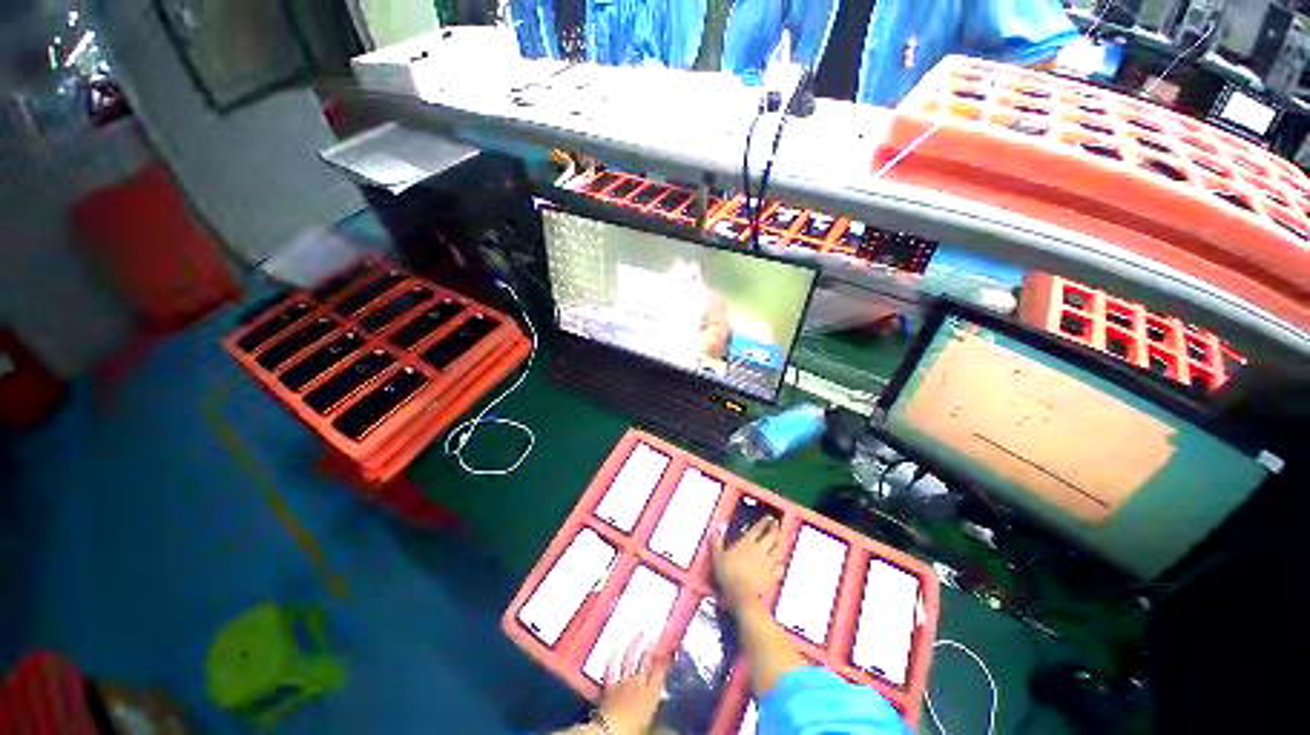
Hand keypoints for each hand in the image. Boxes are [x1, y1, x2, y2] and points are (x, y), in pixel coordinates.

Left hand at [596, 638, 667, 734]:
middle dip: (653, 645)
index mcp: (651, 692)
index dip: (667, 656)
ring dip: (635, 644)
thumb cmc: (633, 731)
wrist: (609, 733)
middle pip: (647, 659)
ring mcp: (622, 682)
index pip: (662, 668)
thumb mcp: (653, 726)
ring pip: (630, 657)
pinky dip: (613, 657)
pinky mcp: (609, 687)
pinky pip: (611, 668)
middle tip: (658, 635)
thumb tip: (673, 725)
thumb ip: (662, 720)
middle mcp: (638, 683)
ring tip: (640, 633)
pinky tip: (614, 649)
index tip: (671, 647)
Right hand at [712, 517, 783, 611]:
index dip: (765, 522)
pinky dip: (781, 563)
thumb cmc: (727, 574)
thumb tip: (716, 528)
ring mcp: (768, 563)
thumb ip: (717, 541)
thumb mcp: (717, 556)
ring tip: (783, 537)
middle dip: (775, 528)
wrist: (741, 595)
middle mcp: (760, 550)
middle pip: (771, 536)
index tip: (770, 517)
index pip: (758, 528)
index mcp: (747, 543)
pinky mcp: (772, 576)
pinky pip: (779, 567)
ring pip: (778, 549)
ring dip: (781, 542)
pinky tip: (781, 563)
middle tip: (778, 523)